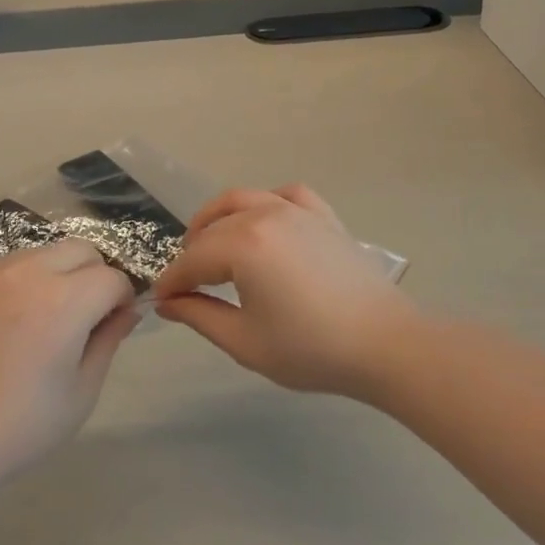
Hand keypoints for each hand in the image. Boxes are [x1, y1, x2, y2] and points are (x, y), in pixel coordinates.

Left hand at [0, 241, 139, 485]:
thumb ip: (109, 341)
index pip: (112, 278)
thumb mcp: (80, 393)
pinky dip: (19, 284)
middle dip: (94, 274)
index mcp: (64, 302)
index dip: (121, 299)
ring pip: (41, 253)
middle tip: (84, 316)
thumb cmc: (18, 427)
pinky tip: (5, 326)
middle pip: (80, 249)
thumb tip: (126, 311)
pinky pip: (5, 268)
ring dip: (56, 274)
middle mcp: (28, 273)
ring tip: (43, 319)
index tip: (114, 324)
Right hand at [152, 186, 417, 400]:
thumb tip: (167, 303)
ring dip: (218, 219)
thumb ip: (199, 316)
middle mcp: (264, 214)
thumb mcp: (245, 341)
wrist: (384, 344)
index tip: (160, 302)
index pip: (192, 260)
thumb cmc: (311, 348)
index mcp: (243, 243)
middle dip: (191, 254)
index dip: (172, 282)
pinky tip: (264, 222)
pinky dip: (265, 204)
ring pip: (242, 199)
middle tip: (185, 284)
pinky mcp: (322, 215)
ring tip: (211, 245)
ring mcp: (296, 209)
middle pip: (212, 227)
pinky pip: (284, 195)